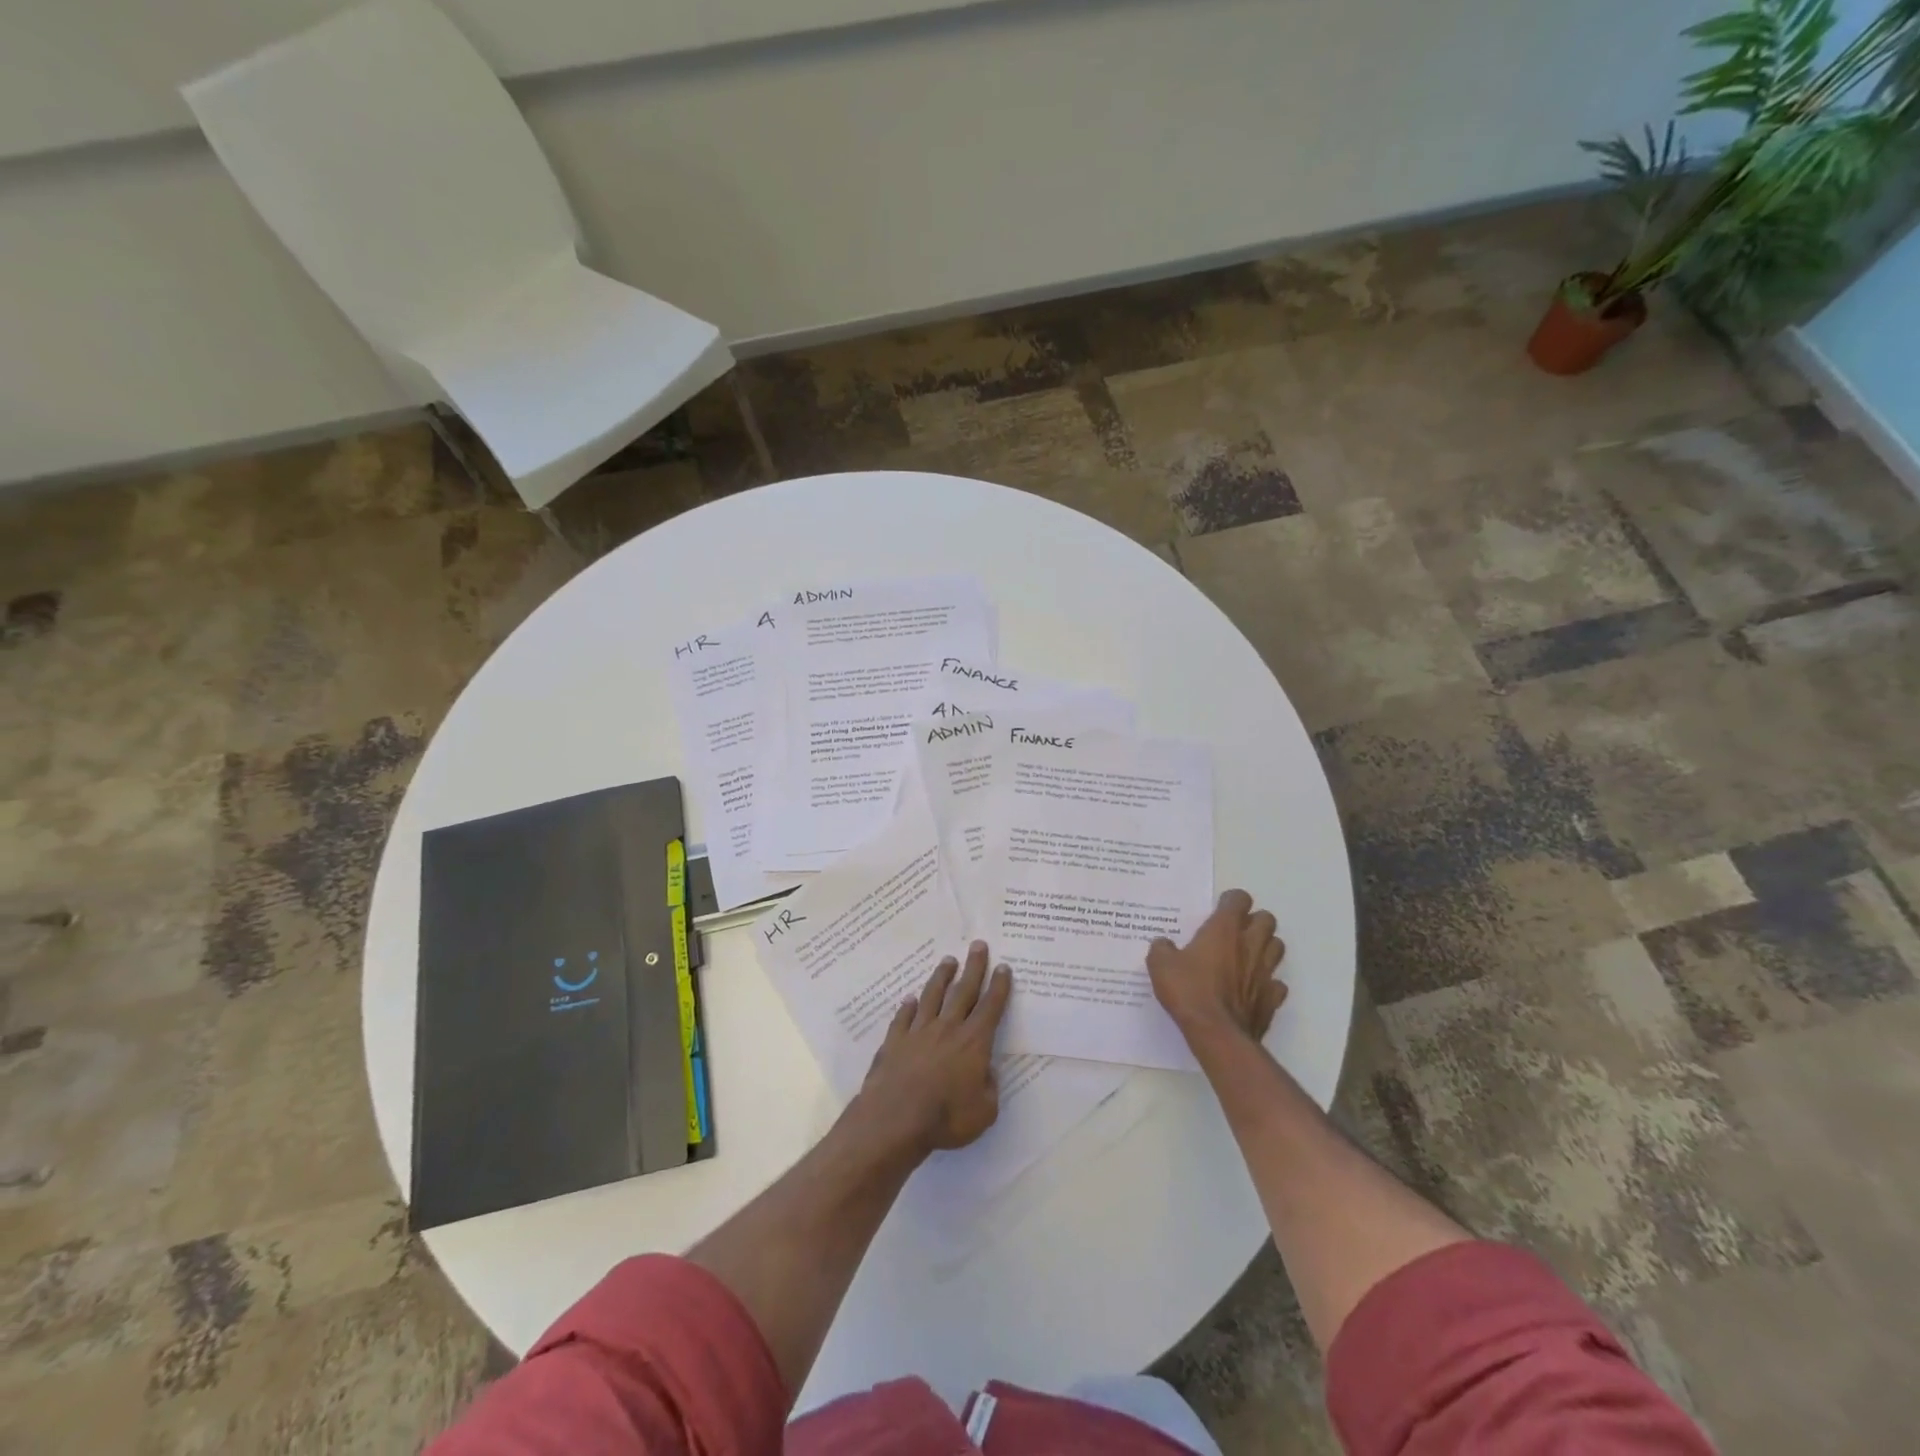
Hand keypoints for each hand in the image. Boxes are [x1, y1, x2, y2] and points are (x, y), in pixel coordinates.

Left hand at [857, 941, 1011, 1155]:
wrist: (895, 1119)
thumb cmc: (946, 1118)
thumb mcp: (984, 1112)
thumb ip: (989, 1089)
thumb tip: (986, 1072)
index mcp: (973, 1042)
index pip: (990, 1007)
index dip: (999, 987)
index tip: (1003, 966)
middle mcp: (947, 1028)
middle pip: (963, 991)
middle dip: (973, 967)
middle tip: (978, 945)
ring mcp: (918, 1031)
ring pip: (932, 996)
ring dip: (941, 977)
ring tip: (947, 961)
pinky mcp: (894, 1041)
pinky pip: (903, 1017)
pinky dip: (908, 1006)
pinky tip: (909, 999)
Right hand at [1148, 889, 1286, 1045]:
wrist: (1216, 1033)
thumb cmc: (1188, 991)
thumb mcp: (1160, 965)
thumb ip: (1162, 949)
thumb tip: (1163, 944)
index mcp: (1224, 930)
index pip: (1239, 899)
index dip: (1230, 901)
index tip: (1218, 910)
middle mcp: (1250, 944)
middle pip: (1267, 919)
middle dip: (1254, 921)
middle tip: (1235, 932)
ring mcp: (1265, 971)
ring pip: (1278, 947)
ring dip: (1266, 947)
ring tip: (1247, 956)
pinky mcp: (1272, 998)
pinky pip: (1277, 983)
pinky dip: (1268, 982)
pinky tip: (1253, 988)